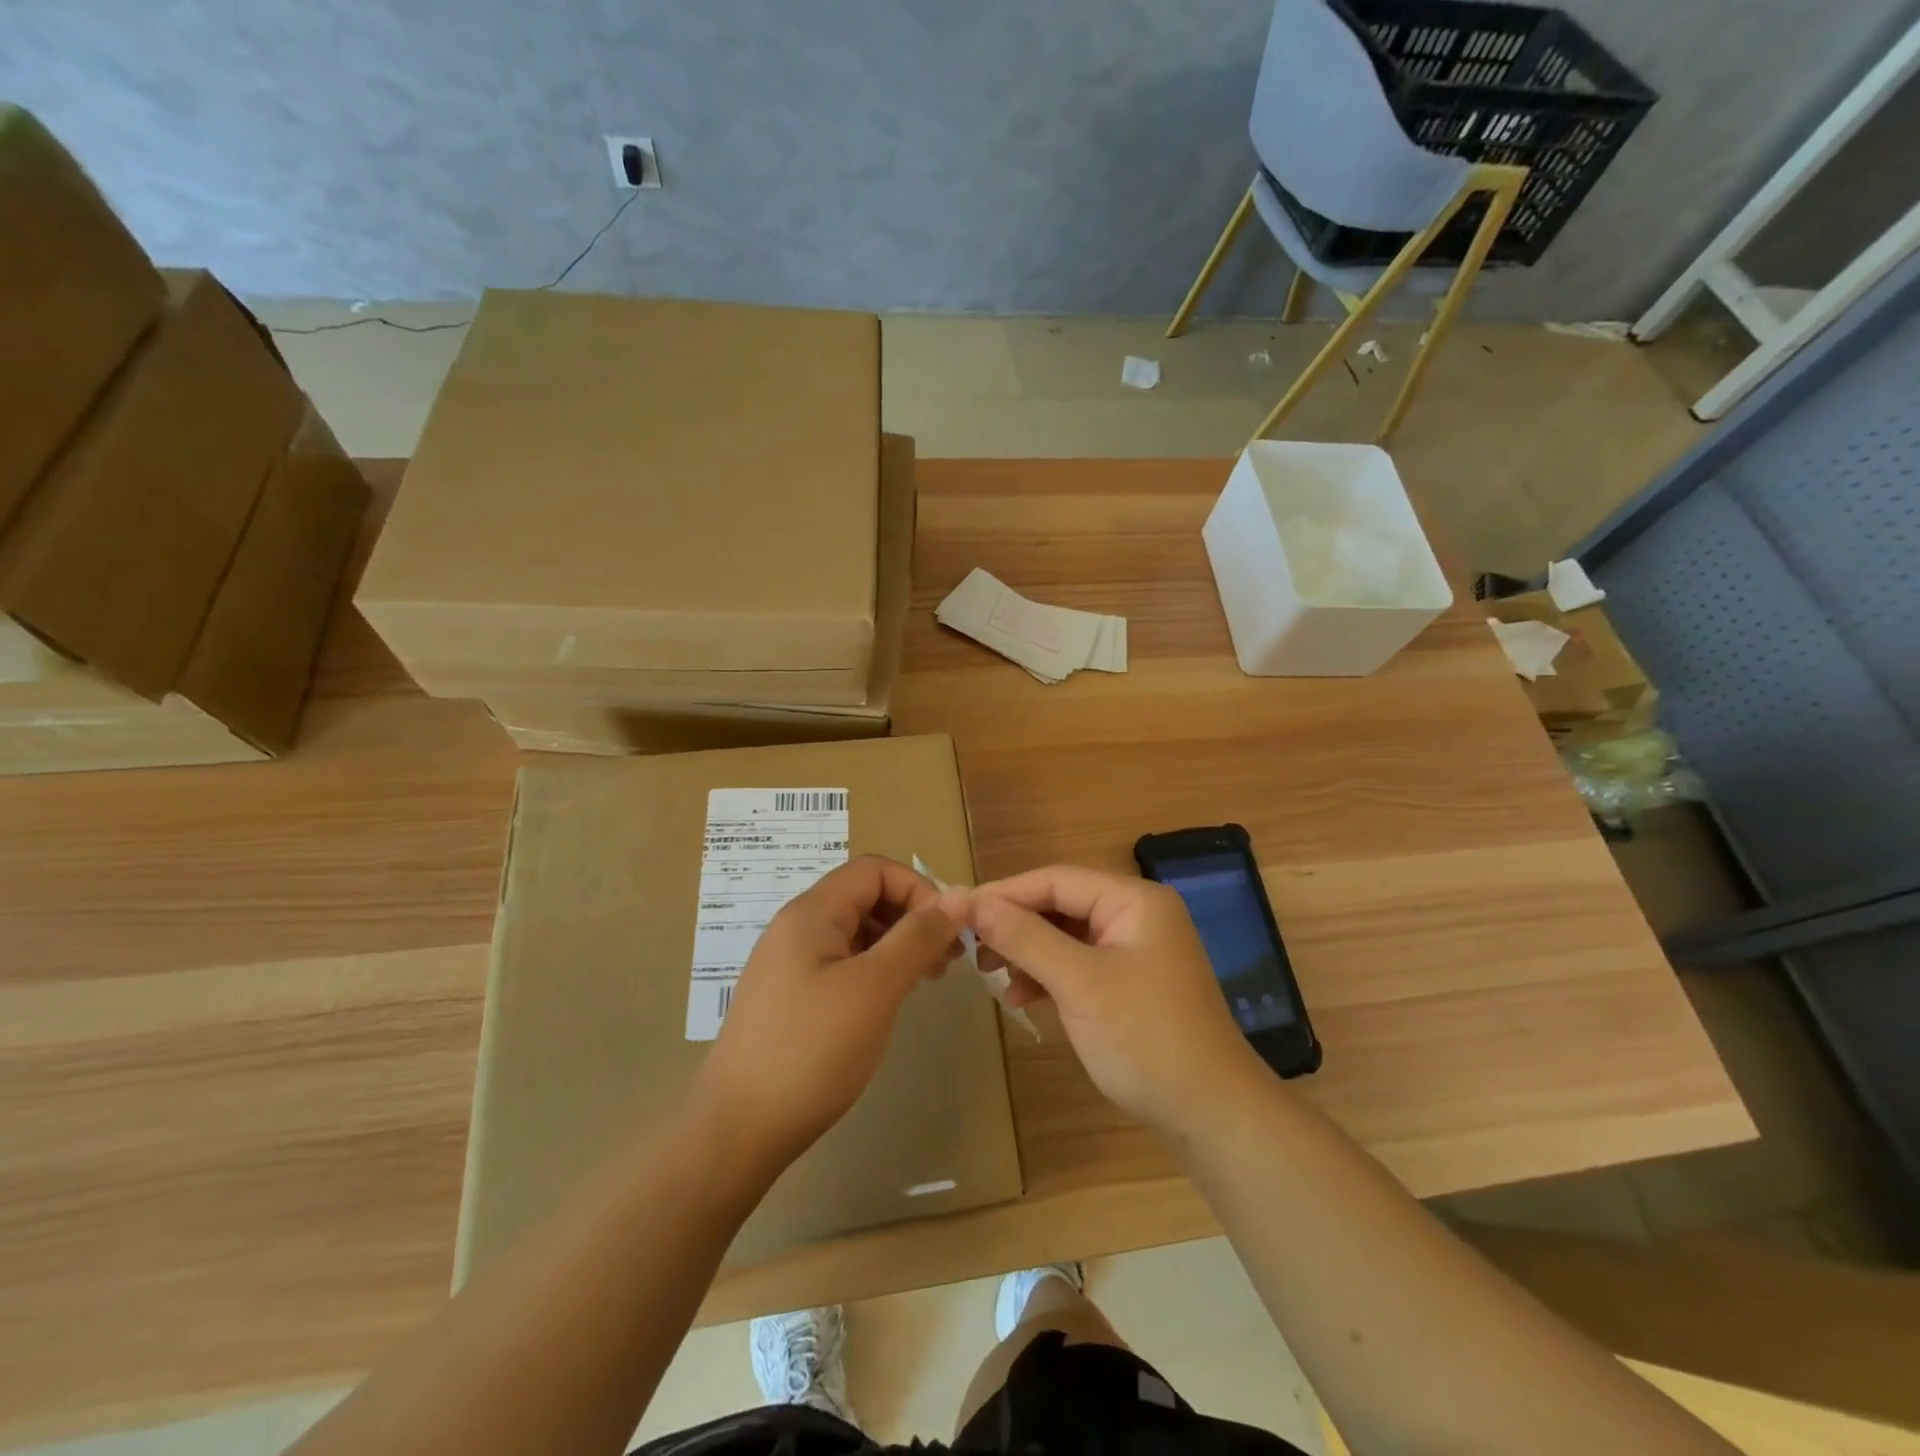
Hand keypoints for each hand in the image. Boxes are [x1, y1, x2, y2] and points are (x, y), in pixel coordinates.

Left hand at [692, 855, 969, 1173]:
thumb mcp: (875, 988)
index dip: (918, 889)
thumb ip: (917, 937)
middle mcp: (798, 927)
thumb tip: (959, 896)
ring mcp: (791, 964)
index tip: (948, 933)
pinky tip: (890, 1001)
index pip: (874, 869)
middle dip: (912, 918)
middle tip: (947, 961)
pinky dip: (875, 970)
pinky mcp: (791, 997)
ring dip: (897, 945)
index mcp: (812, 912)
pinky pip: (842, 963)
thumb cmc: (812, 1050)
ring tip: (926, 982)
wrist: (738, 1130)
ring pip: (856, 932)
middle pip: (865, 897)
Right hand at [972, 865, 1269, 1135]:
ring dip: (1027, 951)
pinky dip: (1048, 976)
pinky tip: (1020, 996)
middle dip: (1015, 924)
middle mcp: (1136, 914)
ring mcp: (1135, 949)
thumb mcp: (1079, 983)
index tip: (958, 911)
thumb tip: (975, 904)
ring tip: (988, 972)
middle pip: (1060, 904)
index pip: (1056, 880)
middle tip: (969, 946)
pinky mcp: (1130, 982)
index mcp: (1133, 900)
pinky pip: (1078, 963)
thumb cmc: (1145, 1037)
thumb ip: (1026, 938)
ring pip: (1065, 935)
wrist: (1210, 1113)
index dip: (1005, 893)